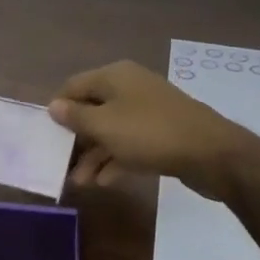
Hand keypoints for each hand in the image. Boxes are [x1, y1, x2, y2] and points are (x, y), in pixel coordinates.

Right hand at [48, 61, 253, 201]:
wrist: (211, 153)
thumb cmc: (149, 134)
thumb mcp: (105, 126)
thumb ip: (76, 117)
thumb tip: (53, 106)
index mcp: (115, 76)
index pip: (74, 86)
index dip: (58, 109)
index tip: (47, 136)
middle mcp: (130, 87)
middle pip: (92, 109)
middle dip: (76, 138)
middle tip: (62, 164)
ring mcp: (148, 111)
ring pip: (111, 130)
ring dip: (94, 155)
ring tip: (81, 182)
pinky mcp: (161, 133)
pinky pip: (129, 143)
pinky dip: (115, 159)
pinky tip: (105, 181)